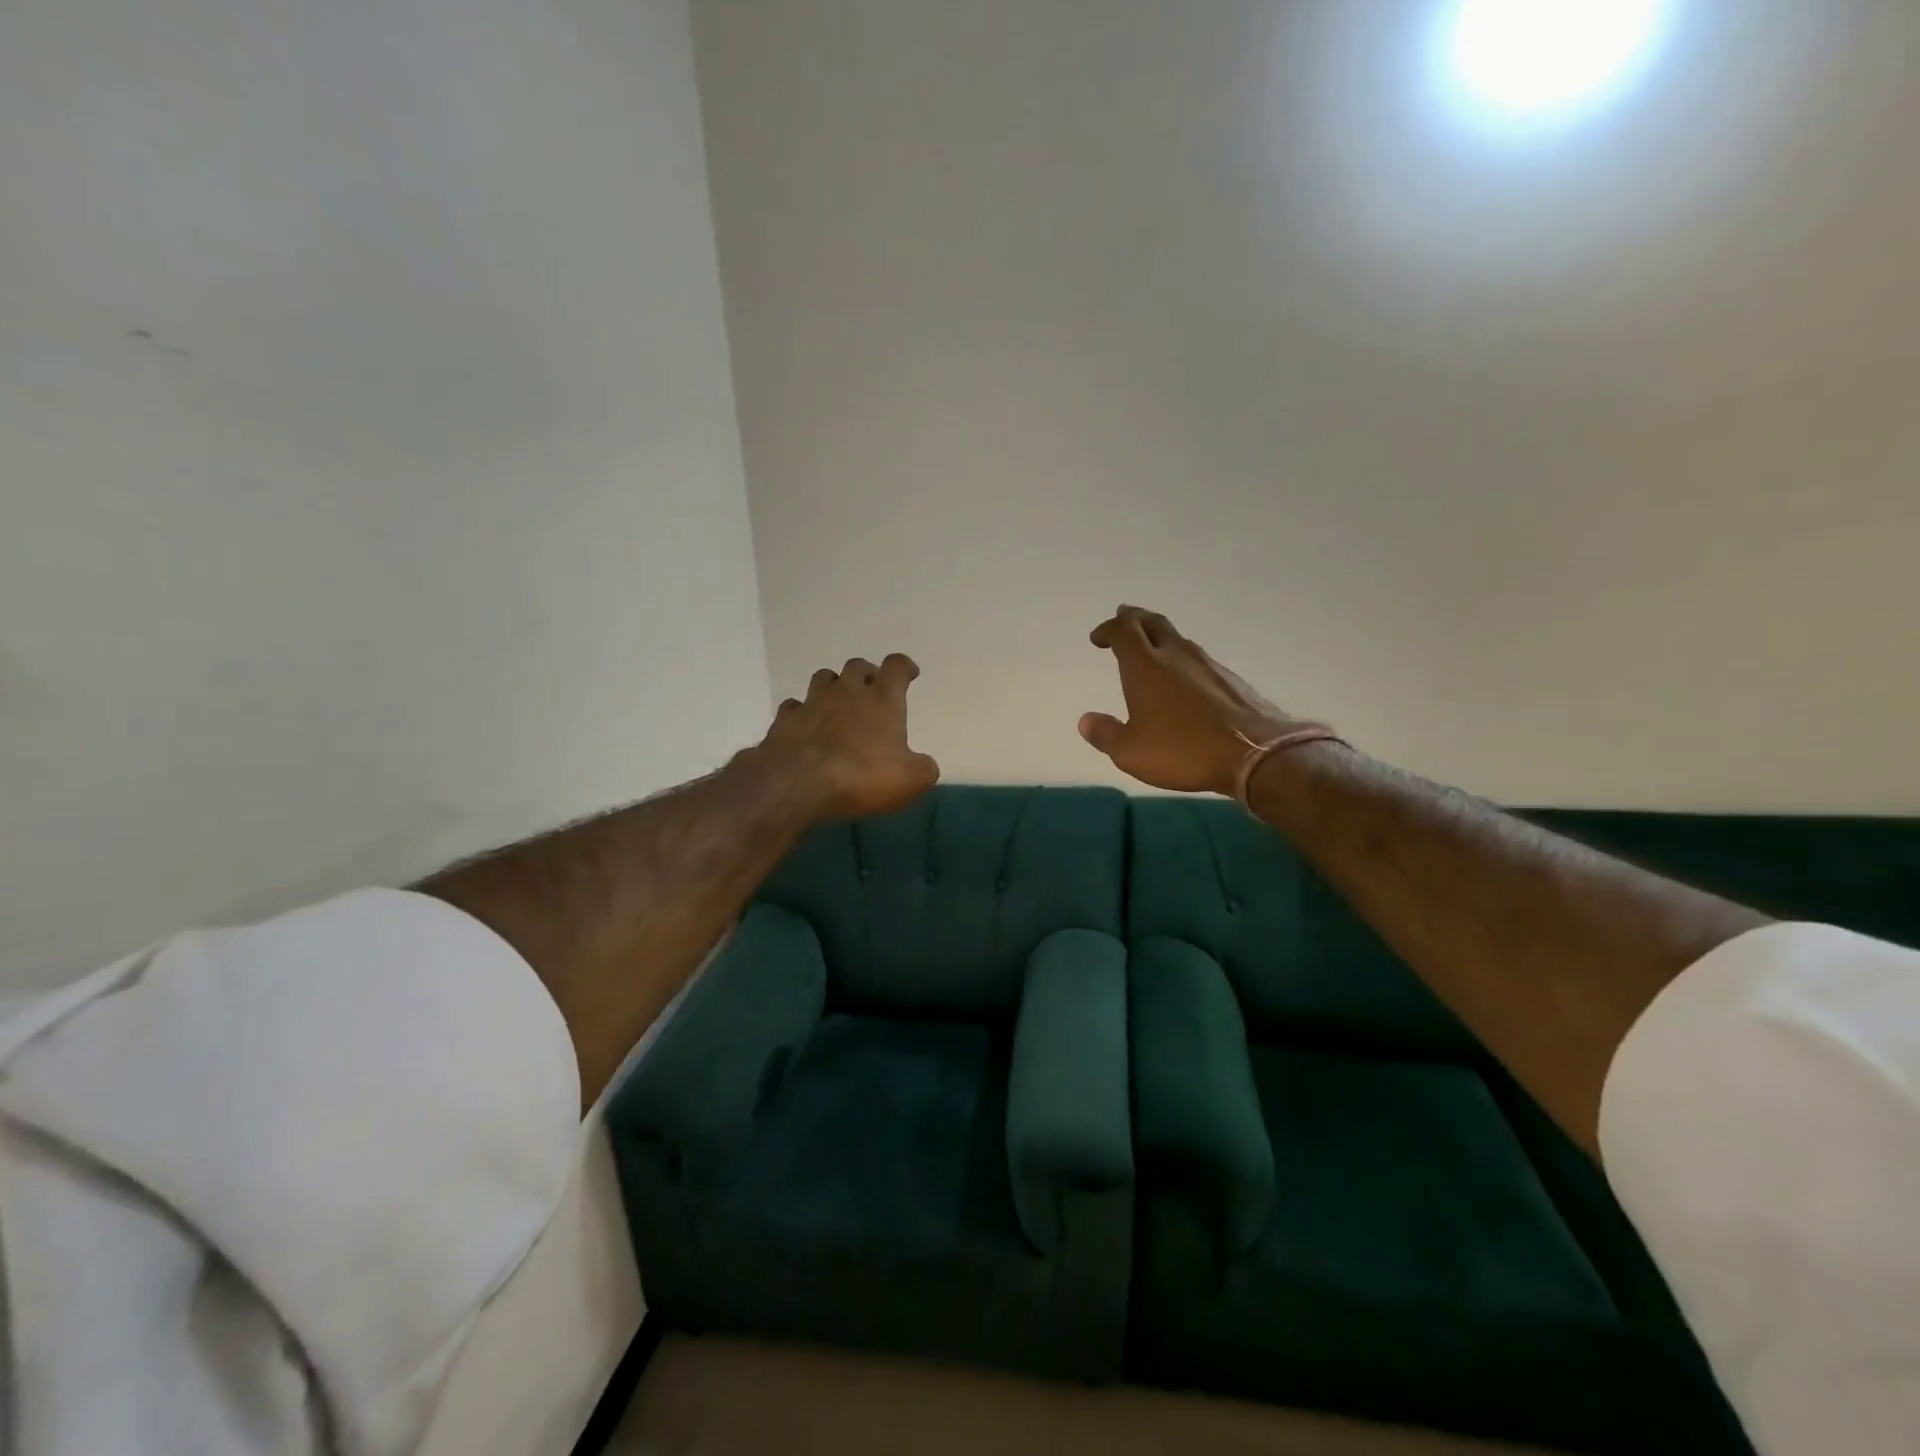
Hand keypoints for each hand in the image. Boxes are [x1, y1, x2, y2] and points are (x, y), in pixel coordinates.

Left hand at [755, 653, 939, 818]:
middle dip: (867, 674)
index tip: (909, 673)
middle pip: (857, 666)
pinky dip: (802, 712)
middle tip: (872, 690)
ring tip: (838, 704)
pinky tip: (806, 726)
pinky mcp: (785, 720)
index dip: (904, 667)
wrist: (798, 783)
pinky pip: (794, 706)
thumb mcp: (910, 780)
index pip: (896, 667)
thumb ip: (923, 769)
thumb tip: (925, 765)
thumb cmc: (862, 775)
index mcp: (882, 699)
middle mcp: (847, 692)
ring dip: (834, 686)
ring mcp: (812, 702)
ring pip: (824, 678)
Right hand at [1079, 605, 1302, 795]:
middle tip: (1123, 619)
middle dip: (1134, 618)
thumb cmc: (1182, 750)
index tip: (1098, 638)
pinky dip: (1182, 660)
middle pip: (1153, 623)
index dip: (1108, 629)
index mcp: (1145, 666)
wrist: (1255, 754)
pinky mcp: (1230, 680)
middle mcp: (1176, 655)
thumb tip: (1086, 721)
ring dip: (1160, 638)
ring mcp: (1207, 665)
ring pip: (1178, 639)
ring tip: (1151, 648)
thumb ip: (1105, 734)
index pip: (1123, 630)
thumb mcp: (1131, 752)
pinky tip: (1184, 678)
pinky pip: (1198, 660)